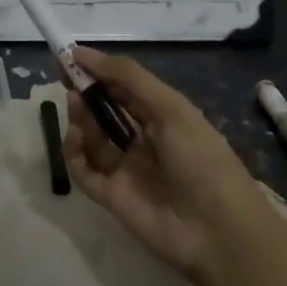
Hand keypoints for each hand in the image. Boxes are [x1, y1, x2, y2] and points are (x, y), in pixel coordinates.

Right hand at [63, 47, 254, 282]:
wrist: (220, 233)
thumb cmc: (201, 160)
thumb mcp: (171, 109)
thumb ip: (128, 77)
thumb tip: (82, 52)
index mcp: (163, 117)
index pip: (124, 88)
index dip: (99, 71)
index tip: (70, 56)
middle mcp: (143, 140)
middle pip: (104, 111)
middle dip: (86, 93)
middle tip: (66, 79)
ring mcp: (126, 169)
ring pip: (91, 137)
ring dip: (80, 118)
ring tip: (75, 104)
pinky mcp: (111, 196)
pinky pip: (83, 169)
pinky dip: (73, 152)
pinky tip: (74, 137)